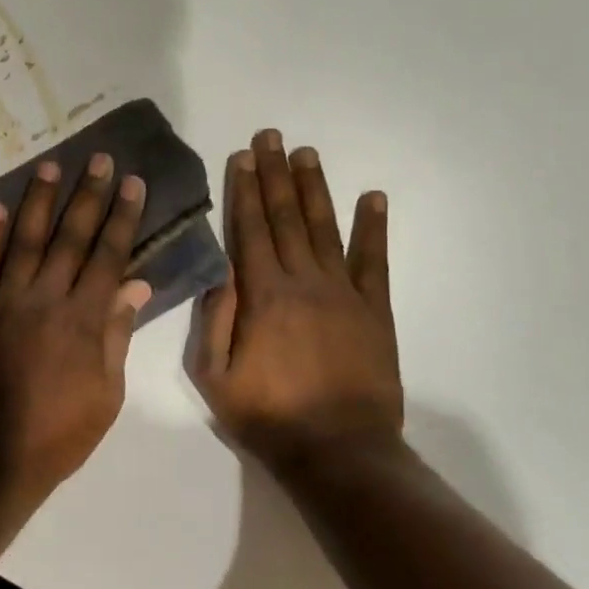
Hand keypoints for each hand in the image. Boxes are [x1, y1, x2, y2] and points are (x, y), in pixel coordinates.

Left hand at [0, 154, 151, 503]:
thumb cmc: (59, 431)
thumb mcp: (107, 392)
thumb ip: (117, 333)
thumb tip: (135, 284)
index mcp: (84, 319)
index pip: (109, 254)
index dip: (122, 216)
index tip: (132, 182)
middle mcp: (46, 297)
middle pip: (71, 236)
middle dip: (88, 194)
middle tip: (98, 158)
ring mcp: (6, 299)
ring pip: (26, 239)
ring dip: (39, 200)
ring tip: (50, 166)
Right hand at [190, 129, 402, 470]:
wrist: (339, 452)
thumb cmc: (268, 415)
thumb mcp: (214, 375)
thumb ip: (213, 319)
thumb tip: (219, 271)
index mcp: (262, 295)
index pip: (250, 229)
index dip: (244, 190)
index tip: (243, 156)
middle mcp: (303, 281)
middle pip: (286, 217)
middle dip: (275, 174)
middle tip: (271, 137)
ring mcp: (344, 293)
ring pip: (325, 228)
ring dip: (314, 188)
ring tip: (307, 154)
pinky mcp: (375, 310)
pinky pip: (374, 261)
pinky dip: (374, 227)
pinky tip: (374, 198)